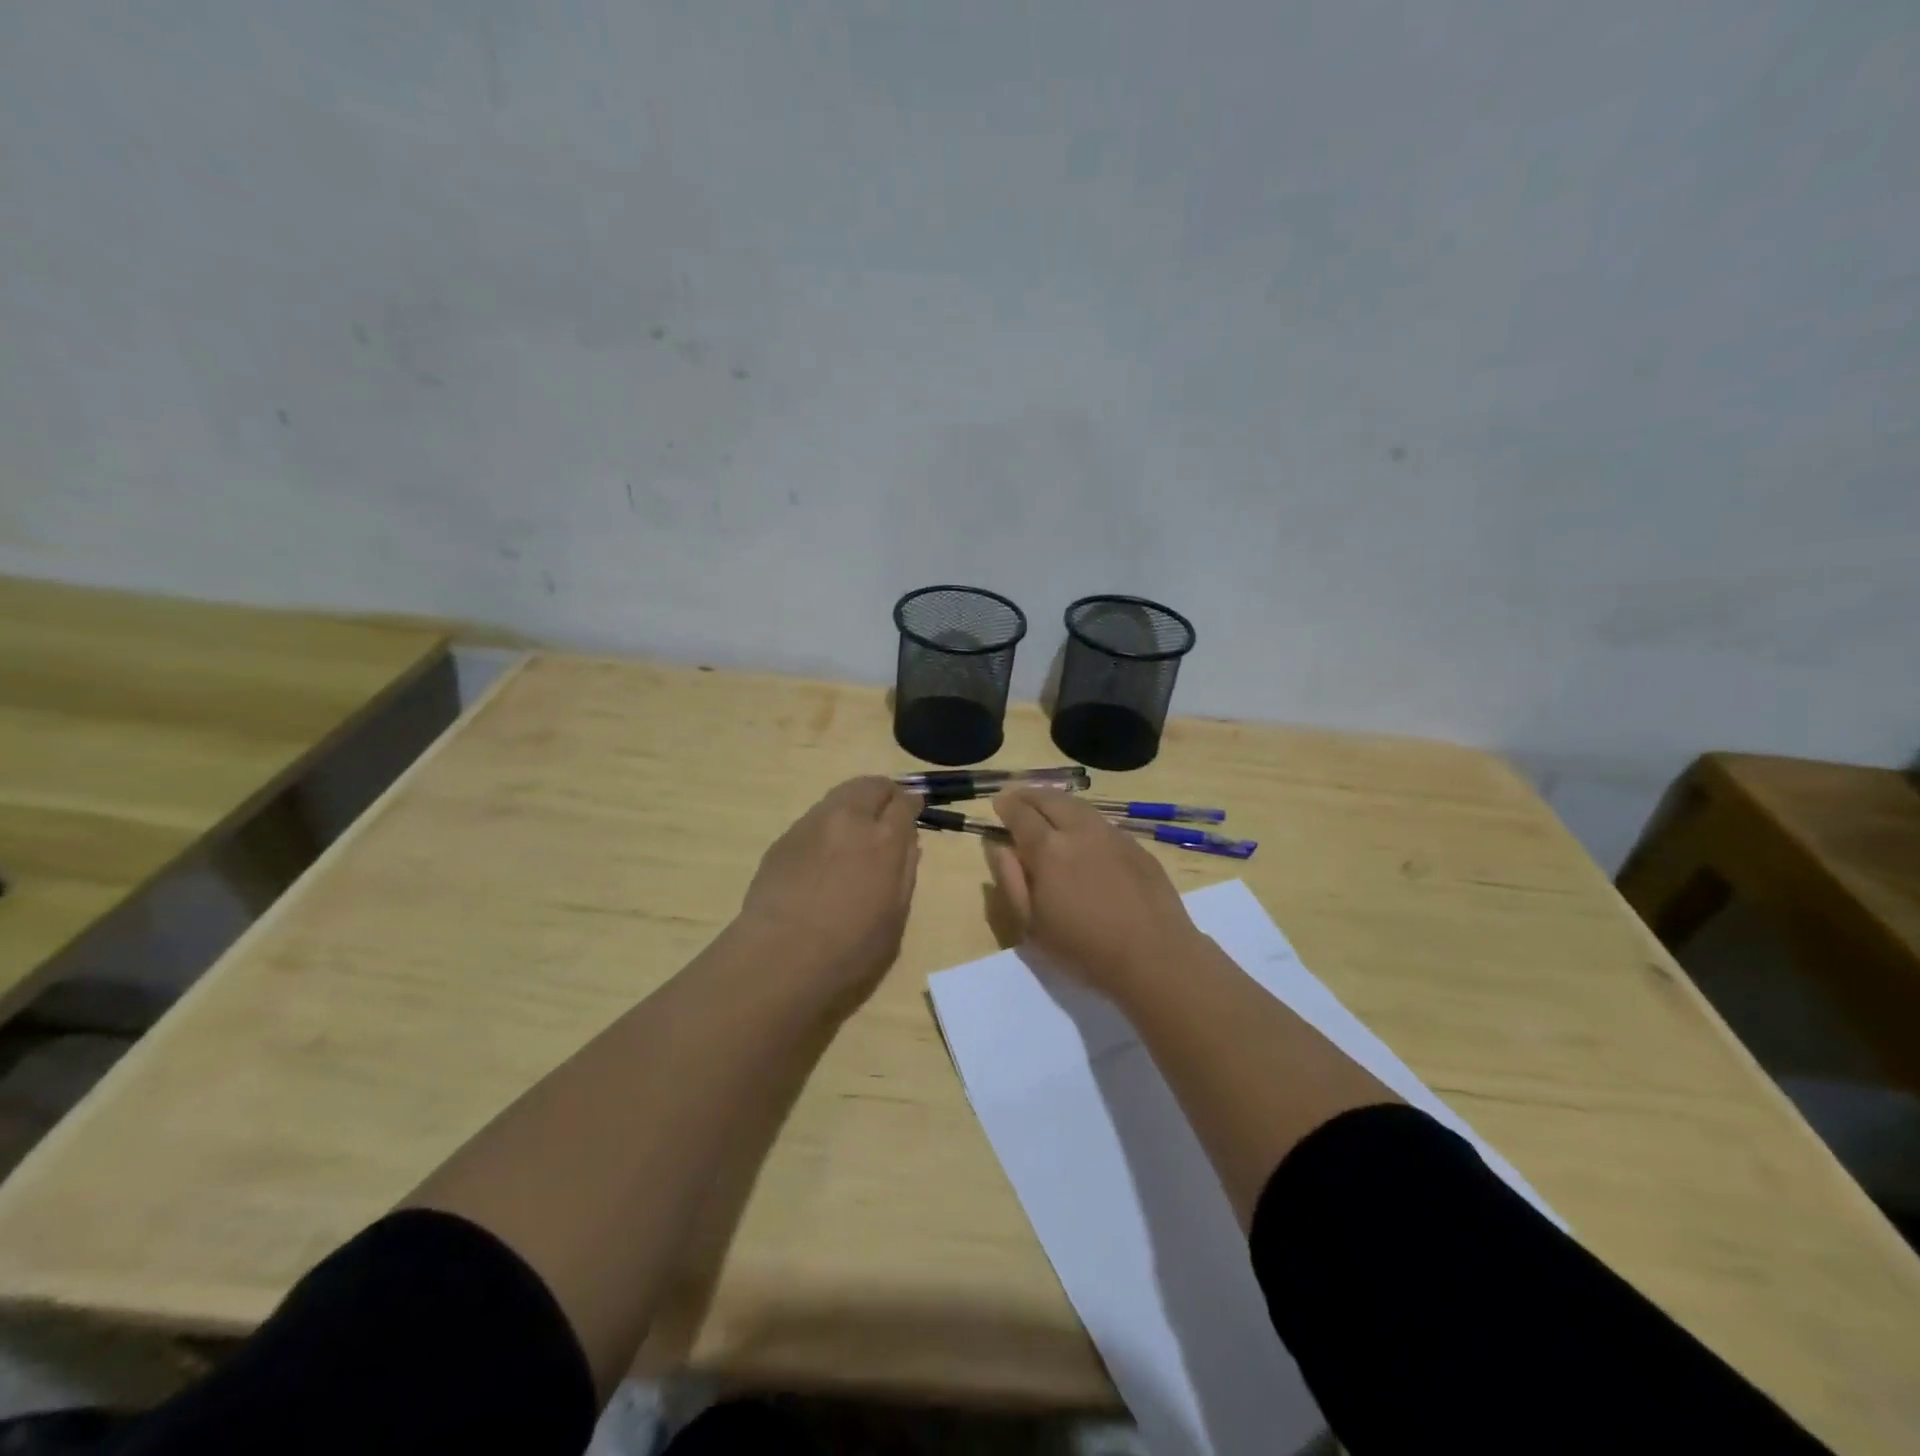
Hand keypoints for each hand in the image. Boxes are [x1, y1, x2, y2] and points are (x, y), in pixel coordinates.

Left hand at [738, 776, 920, 1010]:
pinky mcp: (784, 838)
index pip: (903, 802)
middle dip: (885, 793)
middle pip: (871, 786)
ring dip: (856, 804)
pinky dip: (830, 824)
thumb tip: (908, 840)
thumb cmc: (850, 949)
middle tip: (889, 811)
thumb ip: (905, 871)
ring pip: (841, 796)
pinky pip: (815, 818)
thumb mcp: (895, 916)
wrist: (779, 958)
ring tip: (857, 829)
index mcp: (883, 839)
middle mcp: (848, 820)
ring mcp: (811, 825)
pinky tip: (826, 852)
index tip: (914, 809)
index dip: (912, 804)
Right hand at [987, 788, 1202, 1001]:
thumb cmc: (1083, 948)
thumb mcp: (1032, 925)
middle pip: (1051, 800)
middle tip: (1019, 798)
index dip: (1007, 807)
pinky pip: (1103, 823)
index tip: (998, 804)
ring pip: (1080, 806)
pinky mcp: (1137, 846)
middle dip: (1031, 795)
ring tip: (1048, 808)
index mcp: (1048, 849)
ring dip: (1059, 802)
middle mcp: (1080, 831)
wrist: (1154, 956)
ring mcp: (1113, 835)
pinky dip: (1084, 819)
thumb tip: (999, 848)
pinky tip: (1084, 833)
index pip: (1021, 815)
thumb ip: (1011, 881)